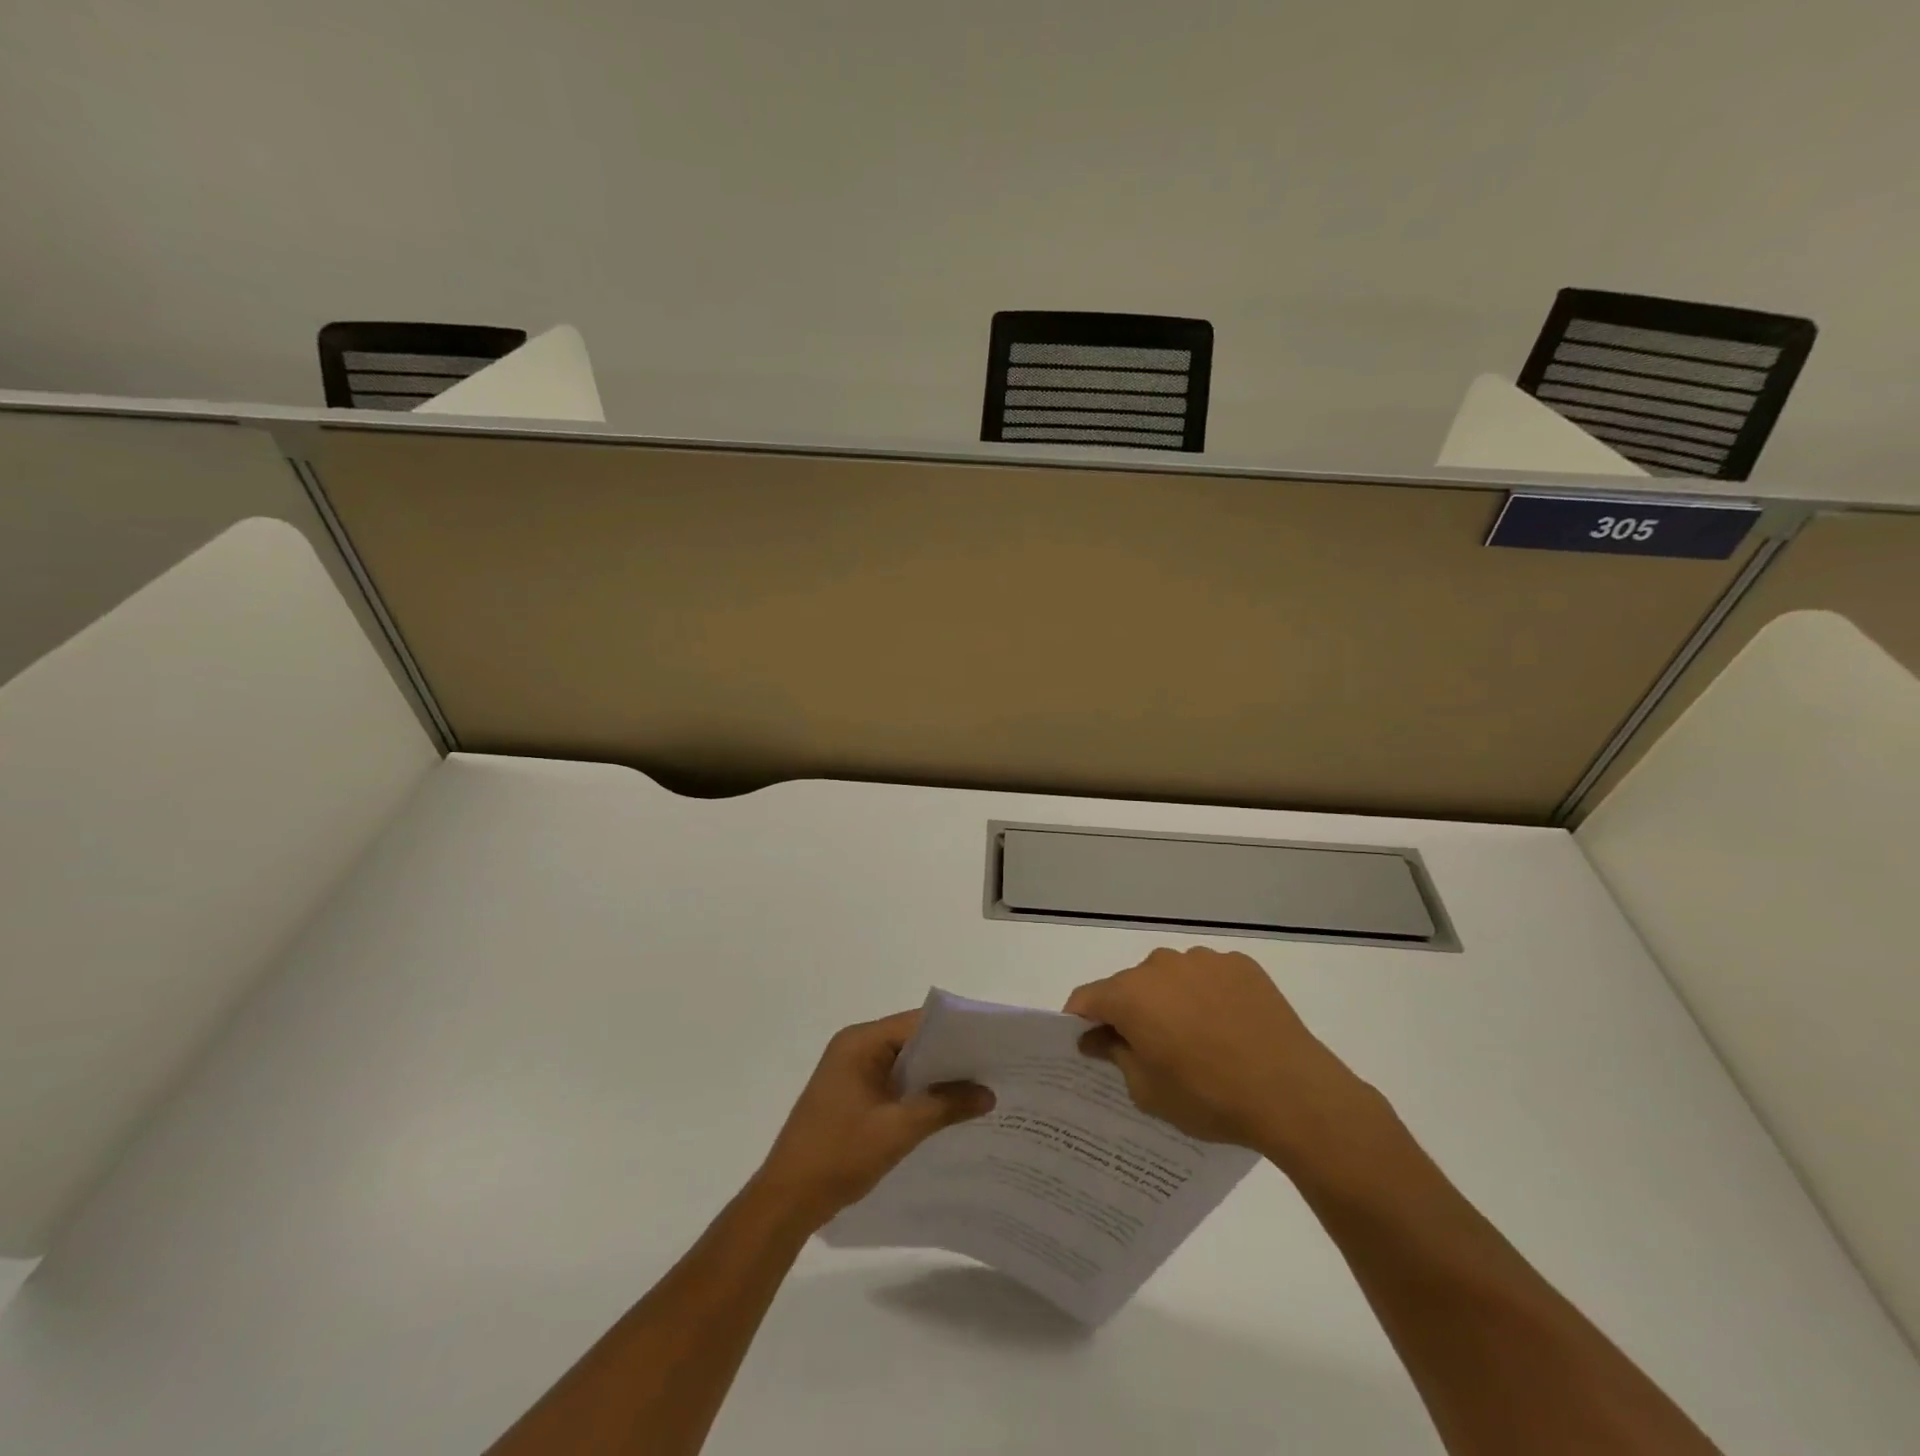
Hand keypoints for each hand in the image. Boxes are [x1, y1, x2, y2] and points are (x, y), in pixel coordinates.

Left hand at [752, 1010, 993, 1229]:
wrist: (786, 1201)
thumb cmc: (839, 1155)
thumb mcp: (898, 1130)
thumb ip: (944, 1106)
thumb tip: (988, 1093)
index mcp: (859, 1042)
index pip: (916, 1024)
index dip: (954, 1034)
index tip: (991, 1047)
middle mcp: (854, 1048)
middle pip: (911, 1041)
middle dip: (949, 1057)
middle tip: (993, 1070)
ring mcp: (850, 1072)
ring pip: (904, 1065)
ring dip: (934, 1078)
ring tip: (978, 1090)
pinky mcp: (851, 1096)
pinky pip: (892, 1084)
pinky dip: (917, 1094)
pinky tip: (945, 1112)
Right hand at [1065, 946, 1382, 1170]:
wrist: (1292, 1092)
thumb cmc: (1209, 1097)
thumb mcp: (1149, 1092)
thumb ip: (1115, 1056)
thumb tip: (1097, 1038)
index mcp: (1131, 995)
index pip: (1087, 998)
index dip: (1080, 1020)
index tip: (1087, 1044)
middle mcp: (1161, 965)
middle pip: (1130, 985)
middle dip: (1130, 1012)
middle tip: (1148, 1050)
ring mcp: (1204, 960)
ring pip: (1170, 977)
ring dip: (1169, 1000)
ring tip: (1195, 1039)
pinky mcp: (1240, 964)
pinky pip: (1208, 976)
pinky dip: (1206, 995)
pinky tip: (1227, 1027)